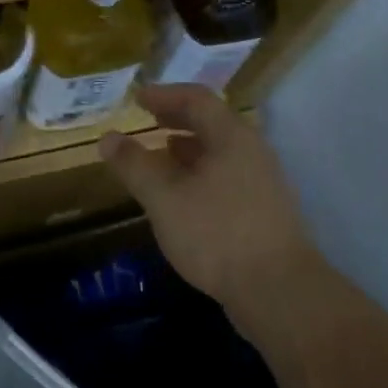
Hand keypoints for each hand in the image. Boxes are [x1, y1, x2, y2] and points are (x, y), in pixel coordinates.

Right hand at [100, 84, 317, 314]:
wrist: (279, 292)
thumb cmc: (217, 234)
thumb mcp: (164, 197)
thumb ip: (134, 165)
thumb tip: (107, 137)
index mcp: (232, 137)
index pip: (197, 98)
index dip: (164, 94)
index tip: (137, 98)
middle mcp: (252, 152)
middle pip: (213, 122)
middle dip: (178, 118)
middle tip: (149, 119)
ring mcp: (263, 182)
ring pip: (221, 152)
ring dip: (189, 147)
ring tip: (162, 153)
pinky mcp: (265, 212)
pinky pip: (227, 176)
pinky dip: (201, 173)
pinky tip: (185, 195)